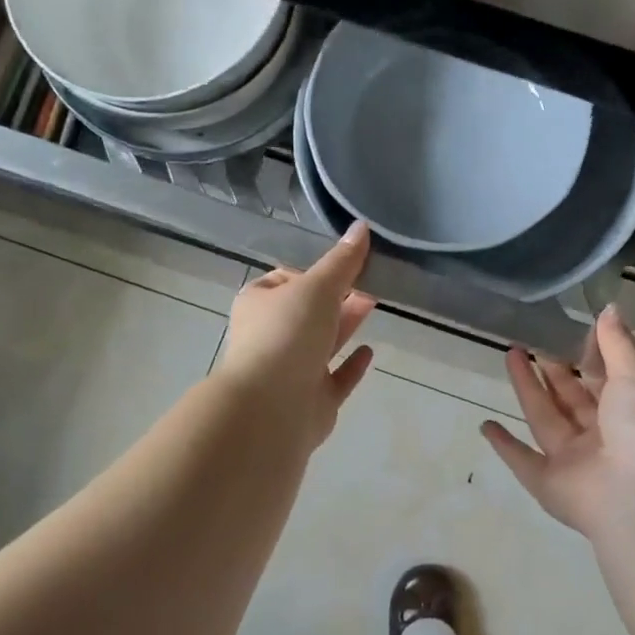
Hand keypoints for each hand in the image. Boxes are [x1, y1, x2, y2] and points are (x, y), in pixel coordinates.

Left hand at [213, 223, 376, 448]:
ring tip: (374, 304)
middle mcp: (272, 336)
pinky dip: (351, 365)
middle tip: (370, 282)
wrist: (271, 408)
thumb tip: (362, 226)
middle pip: (308, 311)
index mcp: (259, 304)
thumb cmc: (287, 334)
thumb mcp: (317, 287)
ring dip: (346, 324)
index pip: (285, 279)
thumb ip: (342, 261)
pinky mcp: (312, 400)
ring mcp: (291, 371)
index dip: (312, 271)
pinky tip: (370, 351)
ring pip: (322, 343)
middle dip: (337, 297)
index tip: (345, 264)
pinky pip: (336, 378)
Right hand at [482, 306, 634, 541]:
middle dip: (551, 372)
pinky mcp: (549, 485)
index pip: (606, 380)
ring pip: (545, 420)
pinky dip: (505, 446)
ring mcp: (574, 462)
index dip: (589, 358)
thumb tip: (610, 308)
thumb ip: (617, 345)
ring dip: (527, 391)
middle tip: (528, 344)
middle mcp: (601, 436)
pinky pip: (523, 462)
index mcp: (630, 412)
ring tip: (509, 356)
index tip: (568, 333)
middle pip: (570, 399)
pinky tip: (485, 426)